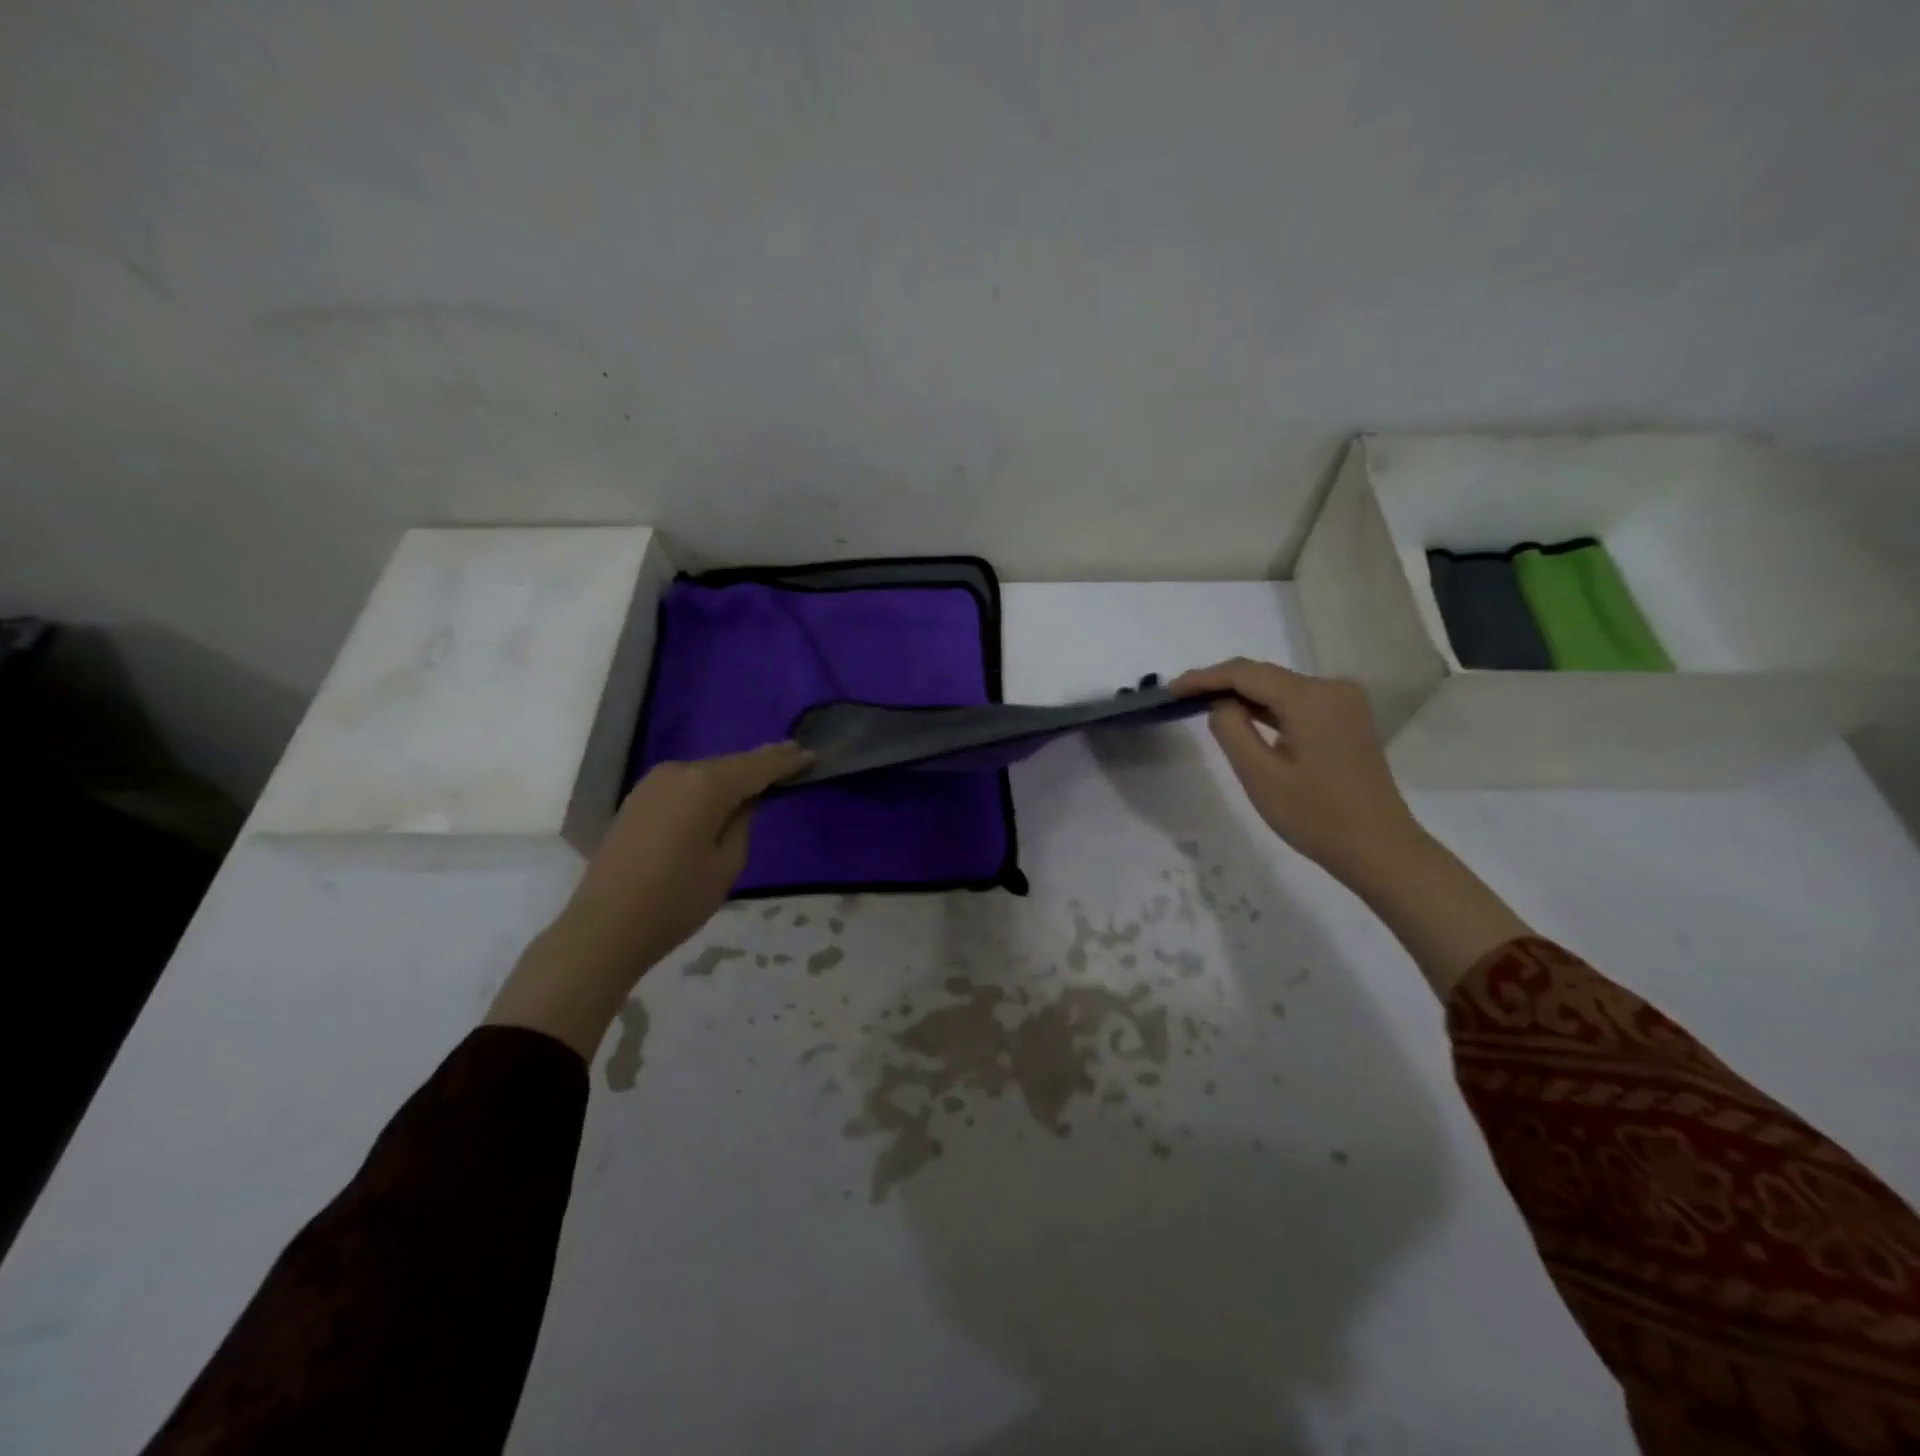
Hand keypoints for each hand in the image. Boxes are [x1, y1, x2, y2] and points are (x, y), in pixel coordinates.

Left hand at [487, 742, 810, 1055]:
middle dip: (762, 764)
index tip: (813, 754)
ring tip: (764, 779)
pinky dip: (708, 786)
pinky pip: (686, 784)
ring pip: (707, 772)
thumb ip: (743, 822)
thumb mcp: (727, 864)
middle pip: (732, 764)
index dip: (787, 761)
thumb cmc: (676, 900)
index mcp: (705, 785)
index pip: (758, 766)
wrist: (604, 928)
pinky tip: (722, 796)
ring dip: (734, 776)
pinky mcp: (638, 798)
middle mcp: (679, 771)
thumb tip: (744, 800)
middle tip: (795, 761)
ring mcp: (653, 783)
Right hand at [1171, 659, 1422, 886]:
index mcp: (1310, 697)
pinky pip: (1298, 703)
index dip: (1204, 678)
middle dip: (1221, 683)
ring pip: (1280, 688)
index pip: (1245, 673)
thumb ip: (1231, 729)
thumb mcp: (1259, 775)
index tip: (1170, 690)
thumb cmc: (1315, 816)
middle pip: (1264, 675)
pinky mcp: (1347, 720)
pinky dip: (1268, 708)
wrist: (1379, 849)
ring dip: (1243, 696)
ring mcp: (1344, 703)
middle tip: (1180, 697)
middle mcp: (1331, 688)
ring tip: (1202, 705)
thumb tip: (1221, 704)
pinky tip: (1244, 719)